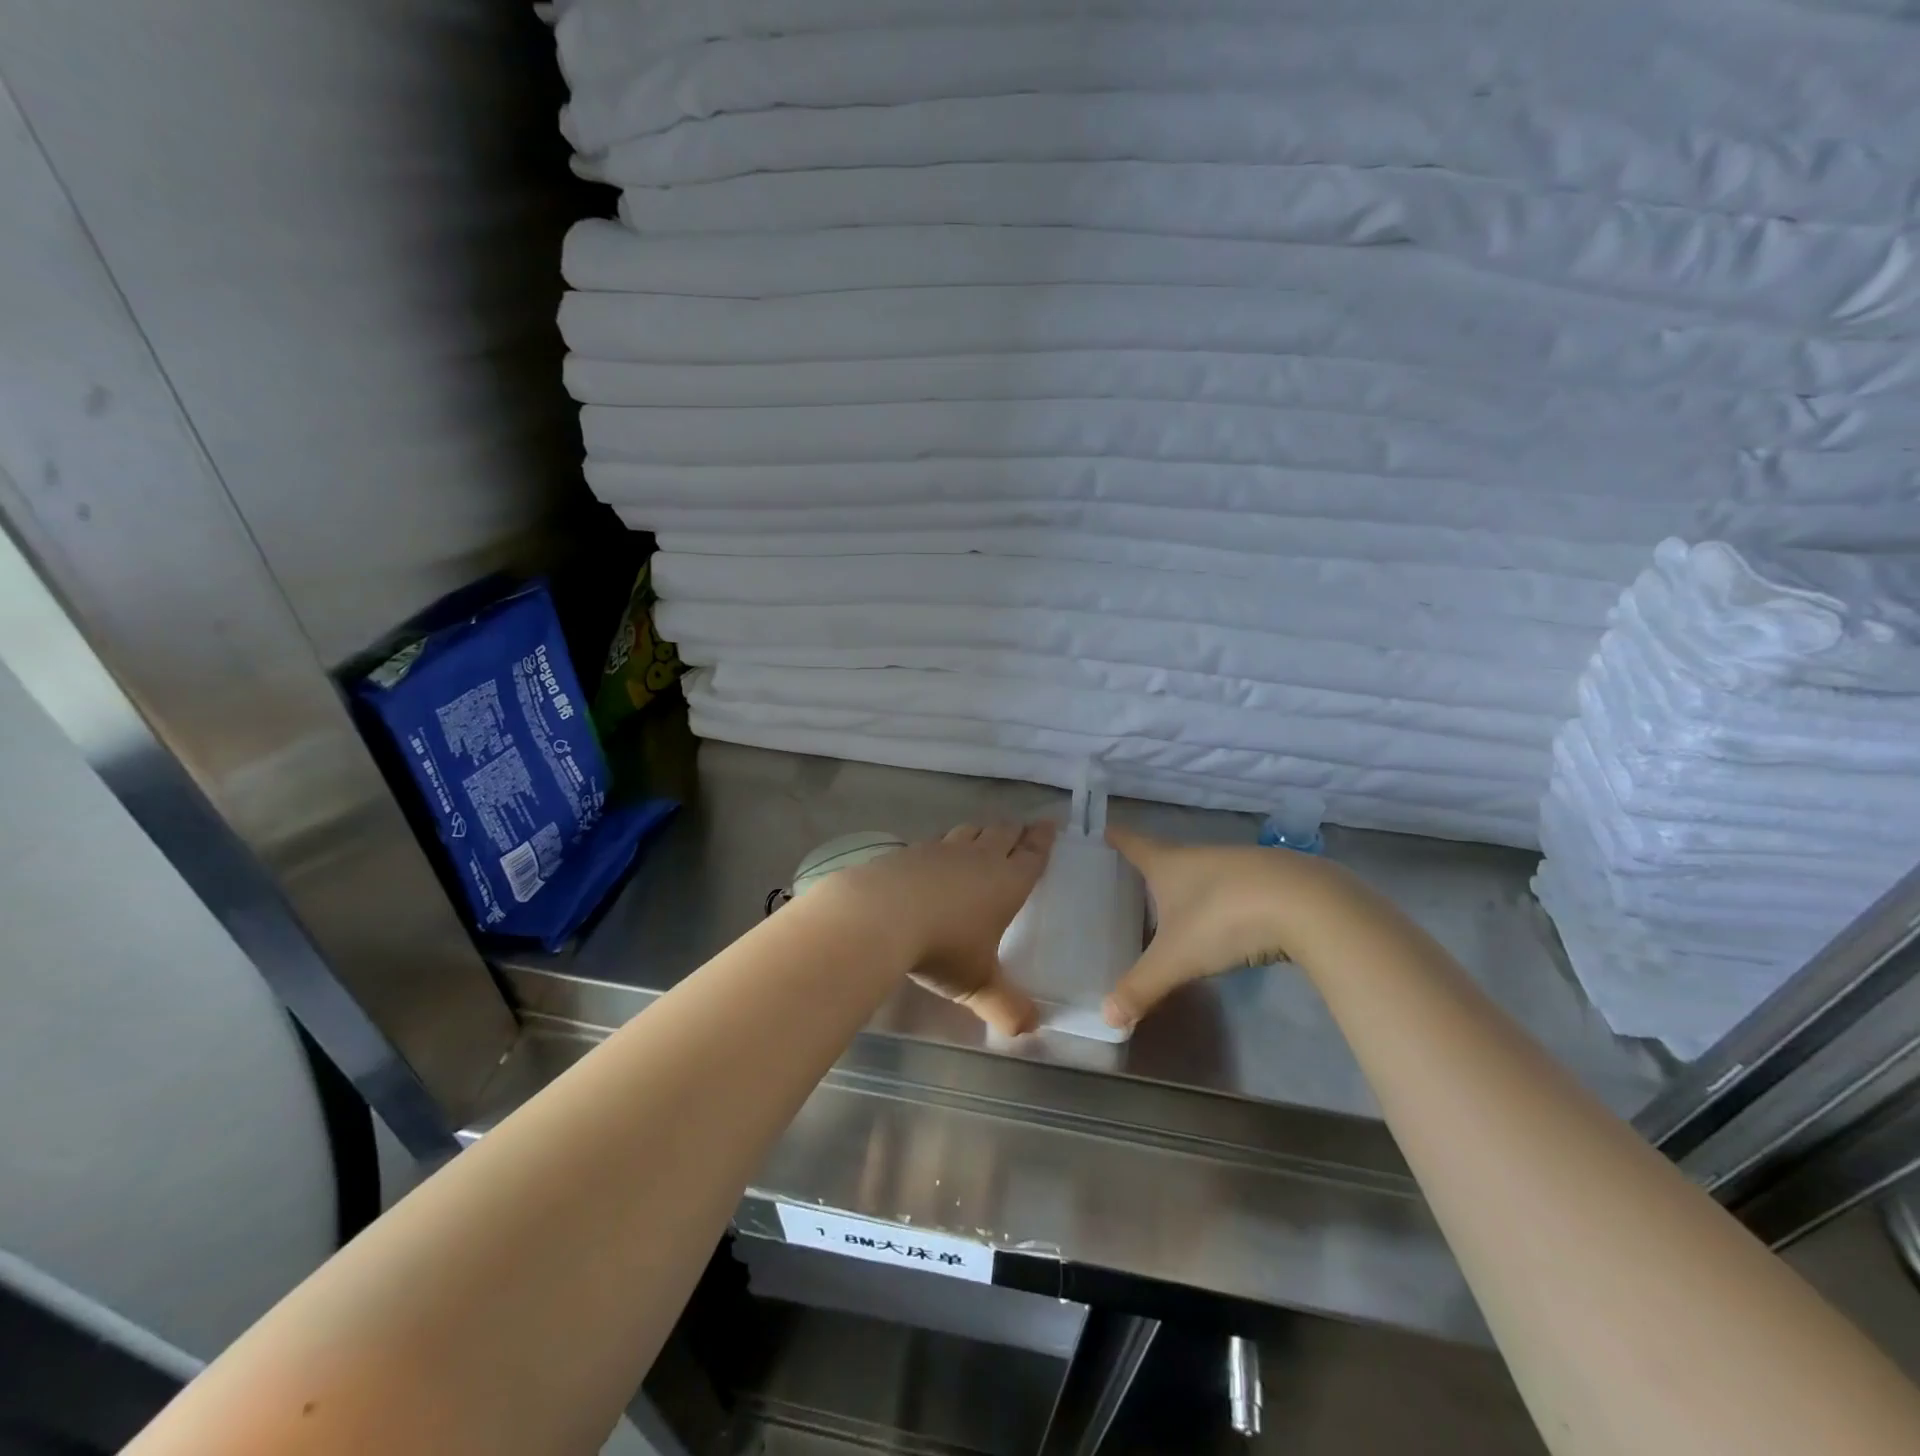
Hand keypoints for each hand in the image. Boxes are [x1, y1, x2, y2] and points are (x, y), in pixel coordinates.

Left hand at [829, 821, 1055, 1034]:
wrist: (878, 916)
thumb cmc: (942, 947)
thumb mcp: (978, 983)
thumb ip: (1006, 1007)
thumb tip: (1030, 1029)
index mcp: (1005, 882)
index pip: (1031, 854)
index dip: (1042, 840)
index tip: (1049, 824)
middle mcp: (976, 858)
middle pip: (1001, 834)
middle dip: (1015, 831)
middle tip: (1023, 827)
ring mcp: (940, 851)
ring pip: (968, 832)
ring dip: (980, 832)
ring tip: (984, 835)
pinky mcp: (907, 852)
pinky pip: (934, 842)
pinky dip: (943, 845)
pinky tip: (935, 855)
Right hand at [1103, 827, 1344, 1029]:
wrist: (1309, 905)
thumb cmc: (1225, 919)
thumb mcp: (1177, 958)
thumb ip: (1142, 987)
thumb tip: (1106, 1018)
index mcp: (1170, 864)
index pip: (1134, 844)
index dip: (1117, 838)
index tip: (1105, 830)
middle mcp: (1202, 856)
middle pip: (1169, 856)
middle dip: (1152, 868)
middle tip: (1132, 881)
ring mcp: (1241, 864)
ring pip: (1206, 872)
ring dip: (1191, 885)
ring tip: (1178, 906)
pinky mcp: (1275, 879)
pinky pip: (1239, 887)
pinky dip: (1227, 900)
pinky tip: (1231, 921)